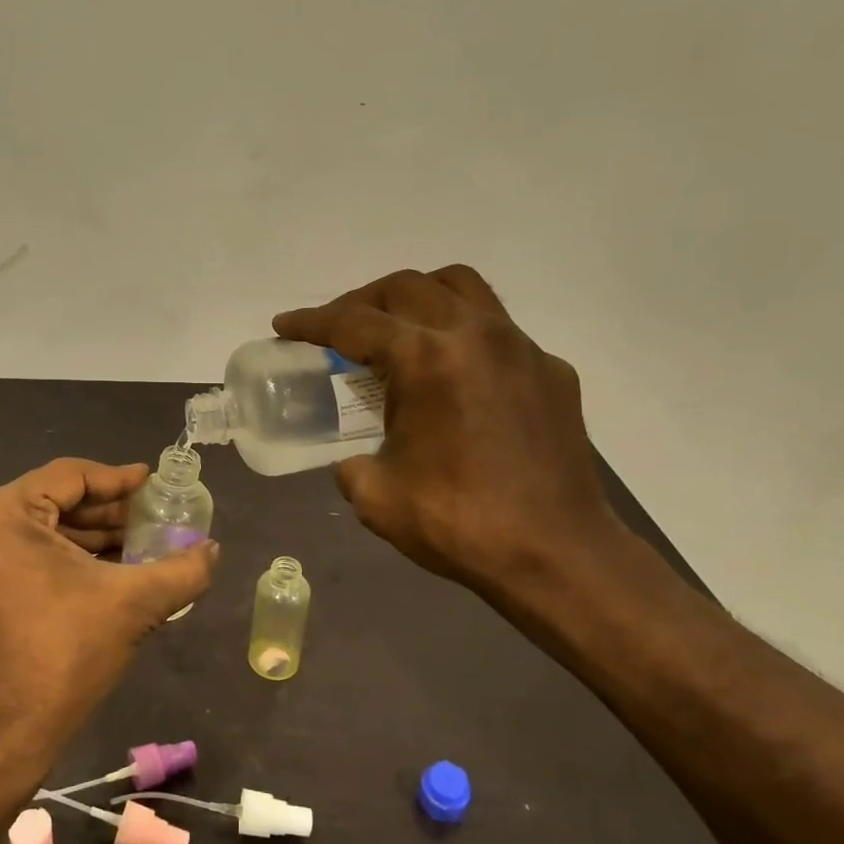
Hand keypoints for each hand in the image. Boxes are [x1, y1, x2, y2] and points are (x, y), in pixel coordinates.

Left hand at [0, 458, 218, 758]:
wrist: (13, 730)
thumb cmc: (68, 653)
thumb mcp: (134, 603)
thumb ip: (182, 569)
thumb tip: (213, 548)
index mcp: (3, 514)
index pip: (70, 476)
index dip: (117, 478)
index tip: (153, 482)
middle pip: (55, 499)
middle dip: (108, 510)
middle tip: (153, 515)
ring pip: (45, 526)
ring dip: (92, 534)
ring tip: (141, 541)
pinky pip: (30, 550)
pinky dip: (70, 554)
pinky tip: (112, 565)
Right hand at [273, 266, 624, 594]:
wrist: (558, 556)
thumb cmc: (459, 524)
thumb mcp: (376, 496)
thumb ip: (351, 465)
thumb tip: (356, 460)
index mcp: (427, 359)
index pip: (354, 323)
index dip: (311, 322)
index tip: (284, 325)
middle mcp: (475, 335)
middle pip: (405, 288)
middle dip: (360, 302)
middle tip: (337, 329)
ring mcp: (521, 348)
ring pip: (461, 287)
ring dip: (417, 297)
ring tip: (396, 327)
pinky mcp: (551, 371)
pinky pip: (498, 329)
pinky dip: (462, 334)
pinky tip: (455, 376)